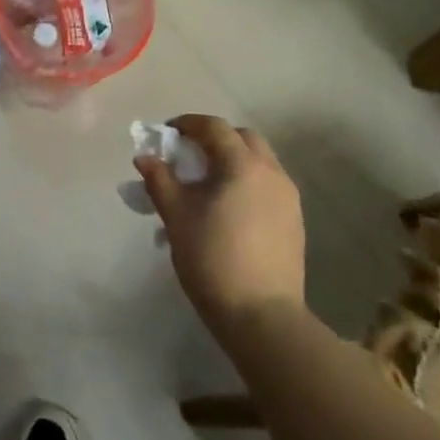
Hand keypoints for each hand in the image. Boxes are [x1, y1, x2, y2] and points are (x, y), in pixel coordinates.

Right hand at [135, 114, 305, 339]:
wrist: (261, 315)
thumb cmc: (212, 259)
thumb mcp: (176, 217)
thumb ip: (160, 180)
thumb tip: (145, 157)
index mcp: (243, 165)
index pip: (214, 127)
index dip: (188, 124)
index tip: (166, 134)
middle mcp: (272, 172)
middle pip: (243, 138)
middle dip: (214, 138)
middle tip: (188, 156)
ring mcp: (288, 197)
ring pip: (259, 161)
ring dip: (232, 160)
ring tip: (206, 184)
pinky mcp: (294, 220)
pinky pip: (268, 185)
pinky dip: (246, 182)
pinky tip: (228, 208)